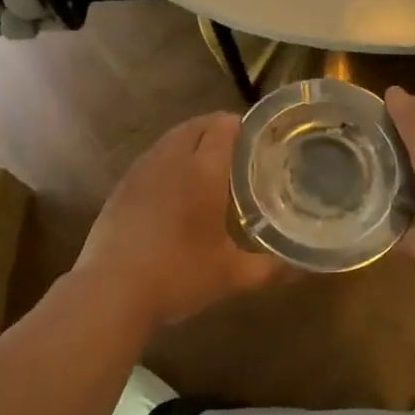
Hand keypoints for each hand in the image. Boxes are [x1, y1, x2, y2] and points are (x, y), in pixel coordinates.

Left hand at [74, 114, 286, 331]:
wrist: (111, 290)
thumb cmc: (178, 276)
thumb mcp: (230, 276)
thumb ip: (270, 269)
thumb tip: (304, 270)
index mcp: (203, 170)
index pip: (223, 126)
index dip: (241, 125)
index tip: (258, 138)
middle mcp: (172, 159)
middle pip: (196, 125)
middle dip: (218, 129)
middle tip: (238, 151)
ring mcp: (142, 169)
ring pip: (171, 137)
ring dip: (191, 140)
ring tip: (208, 163)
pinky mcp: (123, 184)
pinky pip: (153, 156)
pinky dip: (169, 157)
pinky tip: (174, 185)